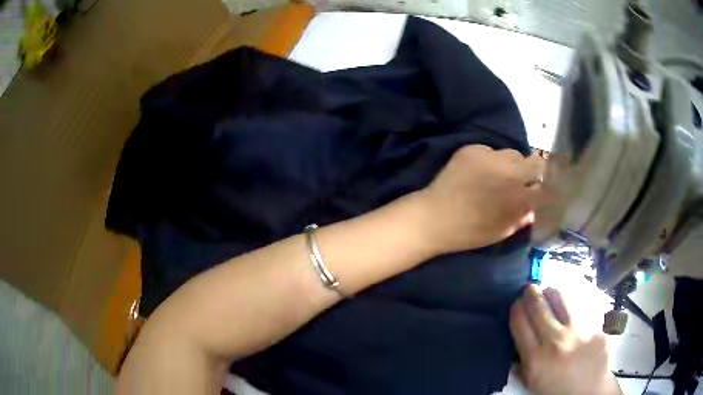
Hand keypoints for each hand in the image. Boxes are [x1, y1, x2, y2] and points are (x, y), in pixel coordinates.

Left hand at [417, 144, 542, 253]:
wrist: (435, 218)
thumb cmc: (470, 232)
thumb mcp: (501, 231)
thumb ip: (521, 218)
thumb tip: (534, 209)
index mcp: (519, 195)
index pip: (545, 182)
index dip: (546, 184)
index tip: (541, 188)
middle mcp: (510, 171)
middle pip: (534, 161)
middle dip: (531, 170)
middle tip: (520, 180)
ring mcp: (490, 157)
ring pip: (511, 153)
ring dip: (510, 163)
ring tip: (497, 175)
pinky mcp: (472, 149)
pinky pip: (489, 150)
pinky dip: (489, 159)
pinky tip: (477, 171)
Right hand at [510, 285, 621, 394]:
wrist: (589, 391)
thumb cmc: (557, 390)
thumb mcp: (533, 383)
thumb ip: (523, 364)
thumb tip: (516, 345)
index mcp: (536, 359)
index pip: (521, 324)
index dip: (516, 309)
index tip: (516, 304)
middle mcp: (556, 342)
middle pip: (539, 308)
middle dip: (531, 293)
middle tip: (529, 288)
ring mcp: (578, 332)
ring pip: (562, 300)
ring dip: (552, 292)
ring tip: (549, 290)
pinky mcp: (595, 326)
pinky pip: (581, 309)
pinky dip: (572, 305)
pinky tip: (571, 307)